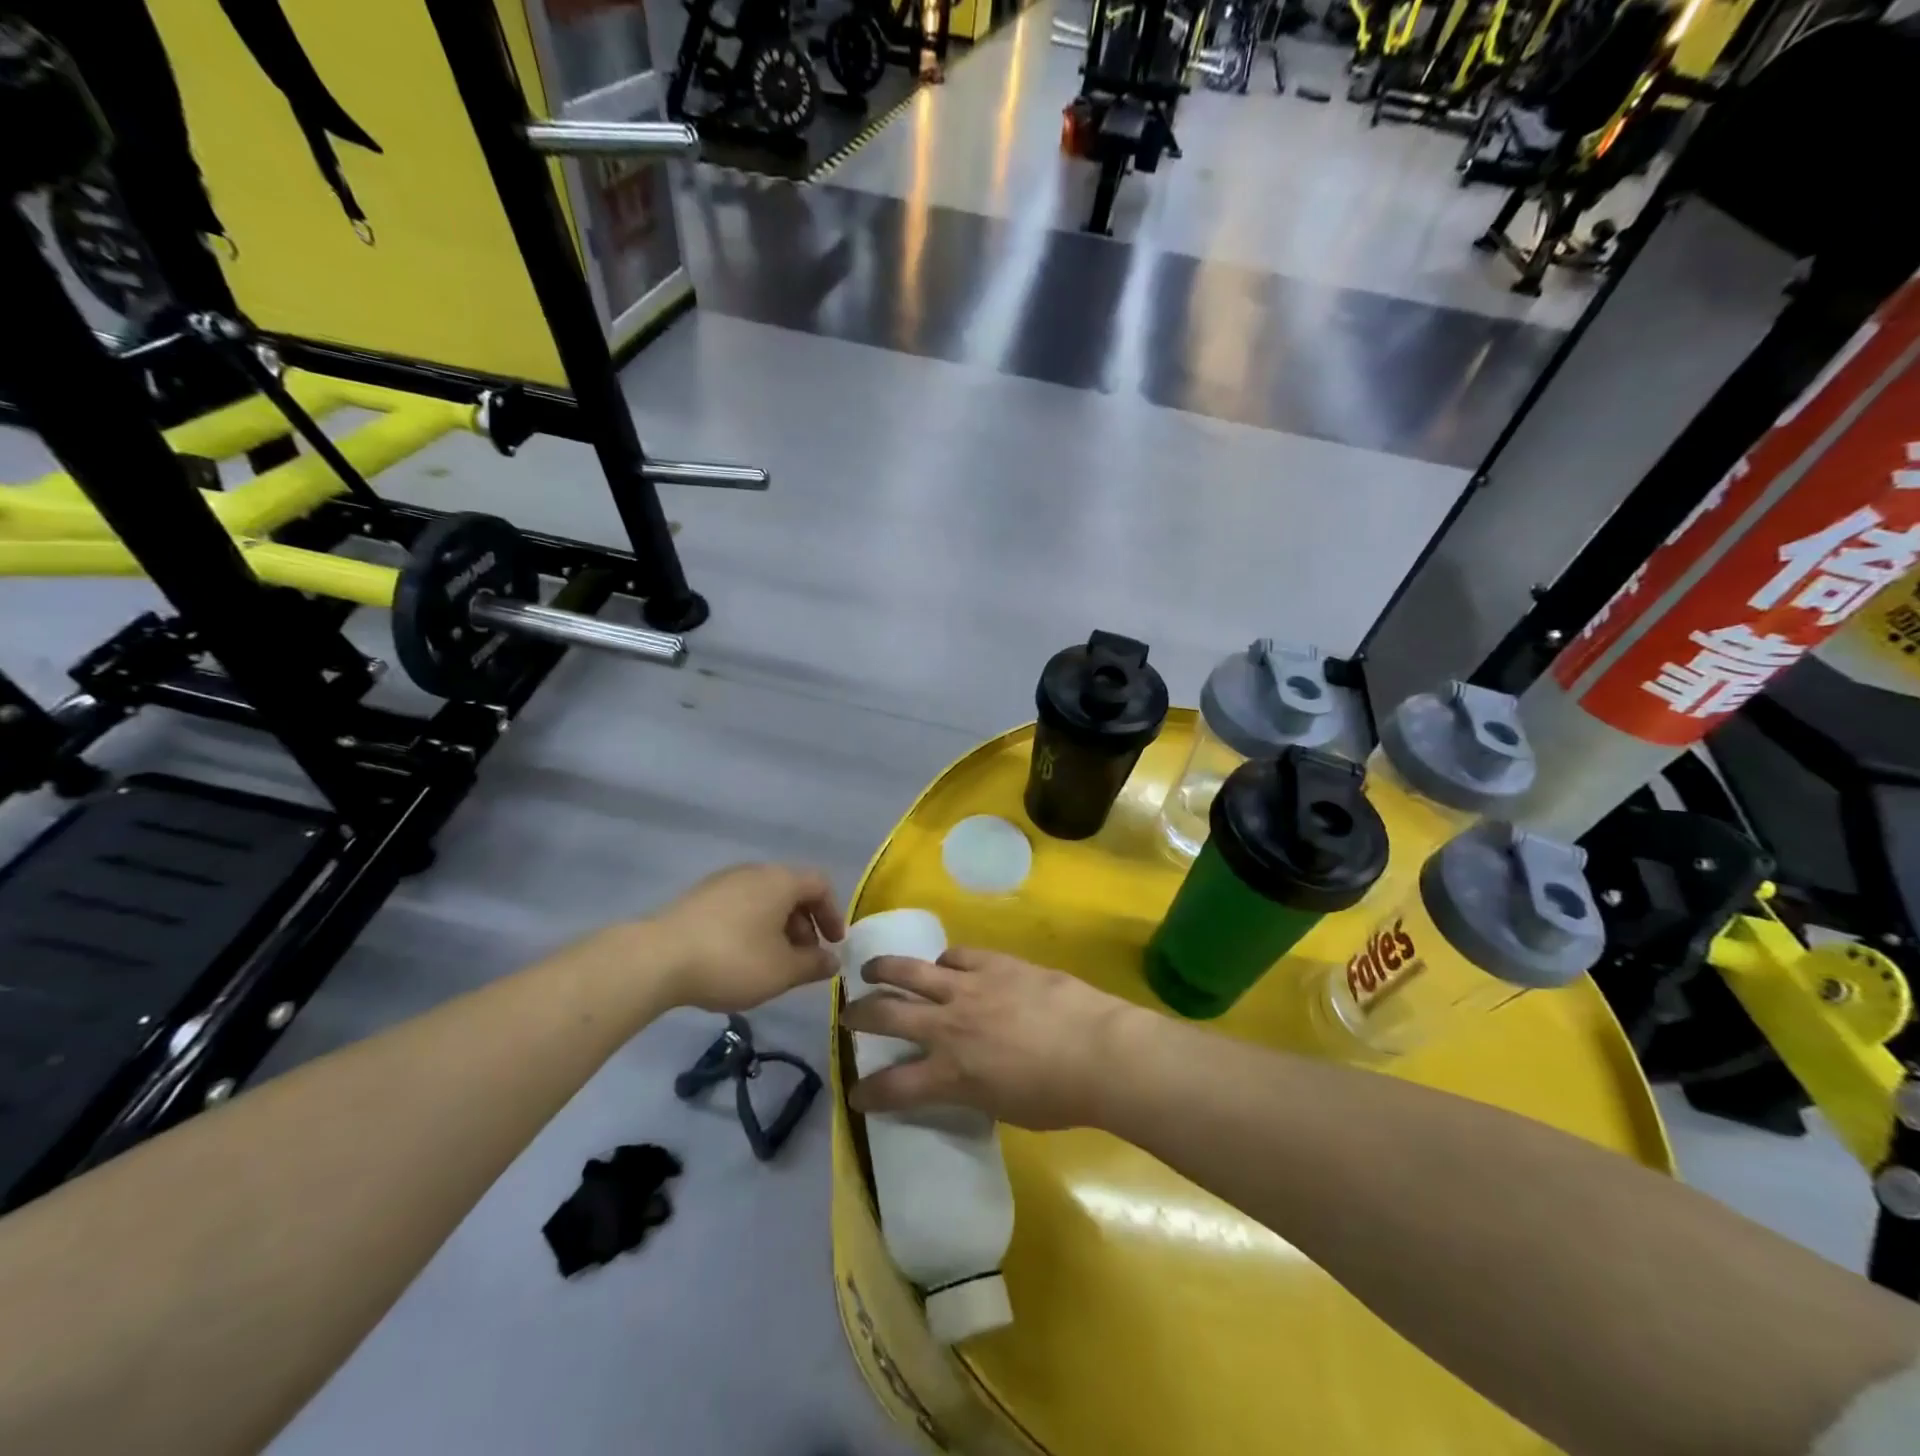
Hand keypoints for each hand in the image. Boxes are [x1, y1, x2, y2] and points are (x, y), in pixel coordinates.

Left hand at [648, 864, 845, 1011]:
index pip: (820, 885)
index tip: (832, 944)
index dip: (832, 913)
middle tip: (803, 959)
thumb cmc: (732, 960)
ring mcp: (722, 882)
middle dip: (804, 925)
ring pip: (763, 899)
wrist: (657, 959)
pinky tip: (739, 958)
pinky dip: (751, 927)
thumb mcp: (782, 971)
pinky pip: (739, 906)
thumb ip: (813, 964)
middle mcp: (754, 872)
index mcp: (780, 880)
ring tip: (771, 963)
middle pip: (791, 890)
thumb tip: (832, 960)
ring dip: (777, 928)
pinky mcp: (698, 898)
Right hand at [841, 949, 1137, 1129]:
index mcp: (950, 1074)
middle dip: (858, 1015)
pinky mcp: (995, 964)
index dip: (868, 1093)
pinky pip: (957, 956)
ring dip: (885, 969)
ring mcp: (970, 988)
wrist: (1098, 1051)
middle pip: (886, 1015)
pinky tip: (945, 965)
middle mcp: (948, 1027)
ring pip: (910, 971)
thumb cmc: (1059, 1097)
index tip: (857, 1093)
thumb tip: (966, 1076)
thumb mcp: (1005, 1108)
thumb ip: (974, 1088)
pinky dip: (945, 963)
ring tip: (872, 969)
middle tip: (847, 1014)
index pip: (892, 1087)